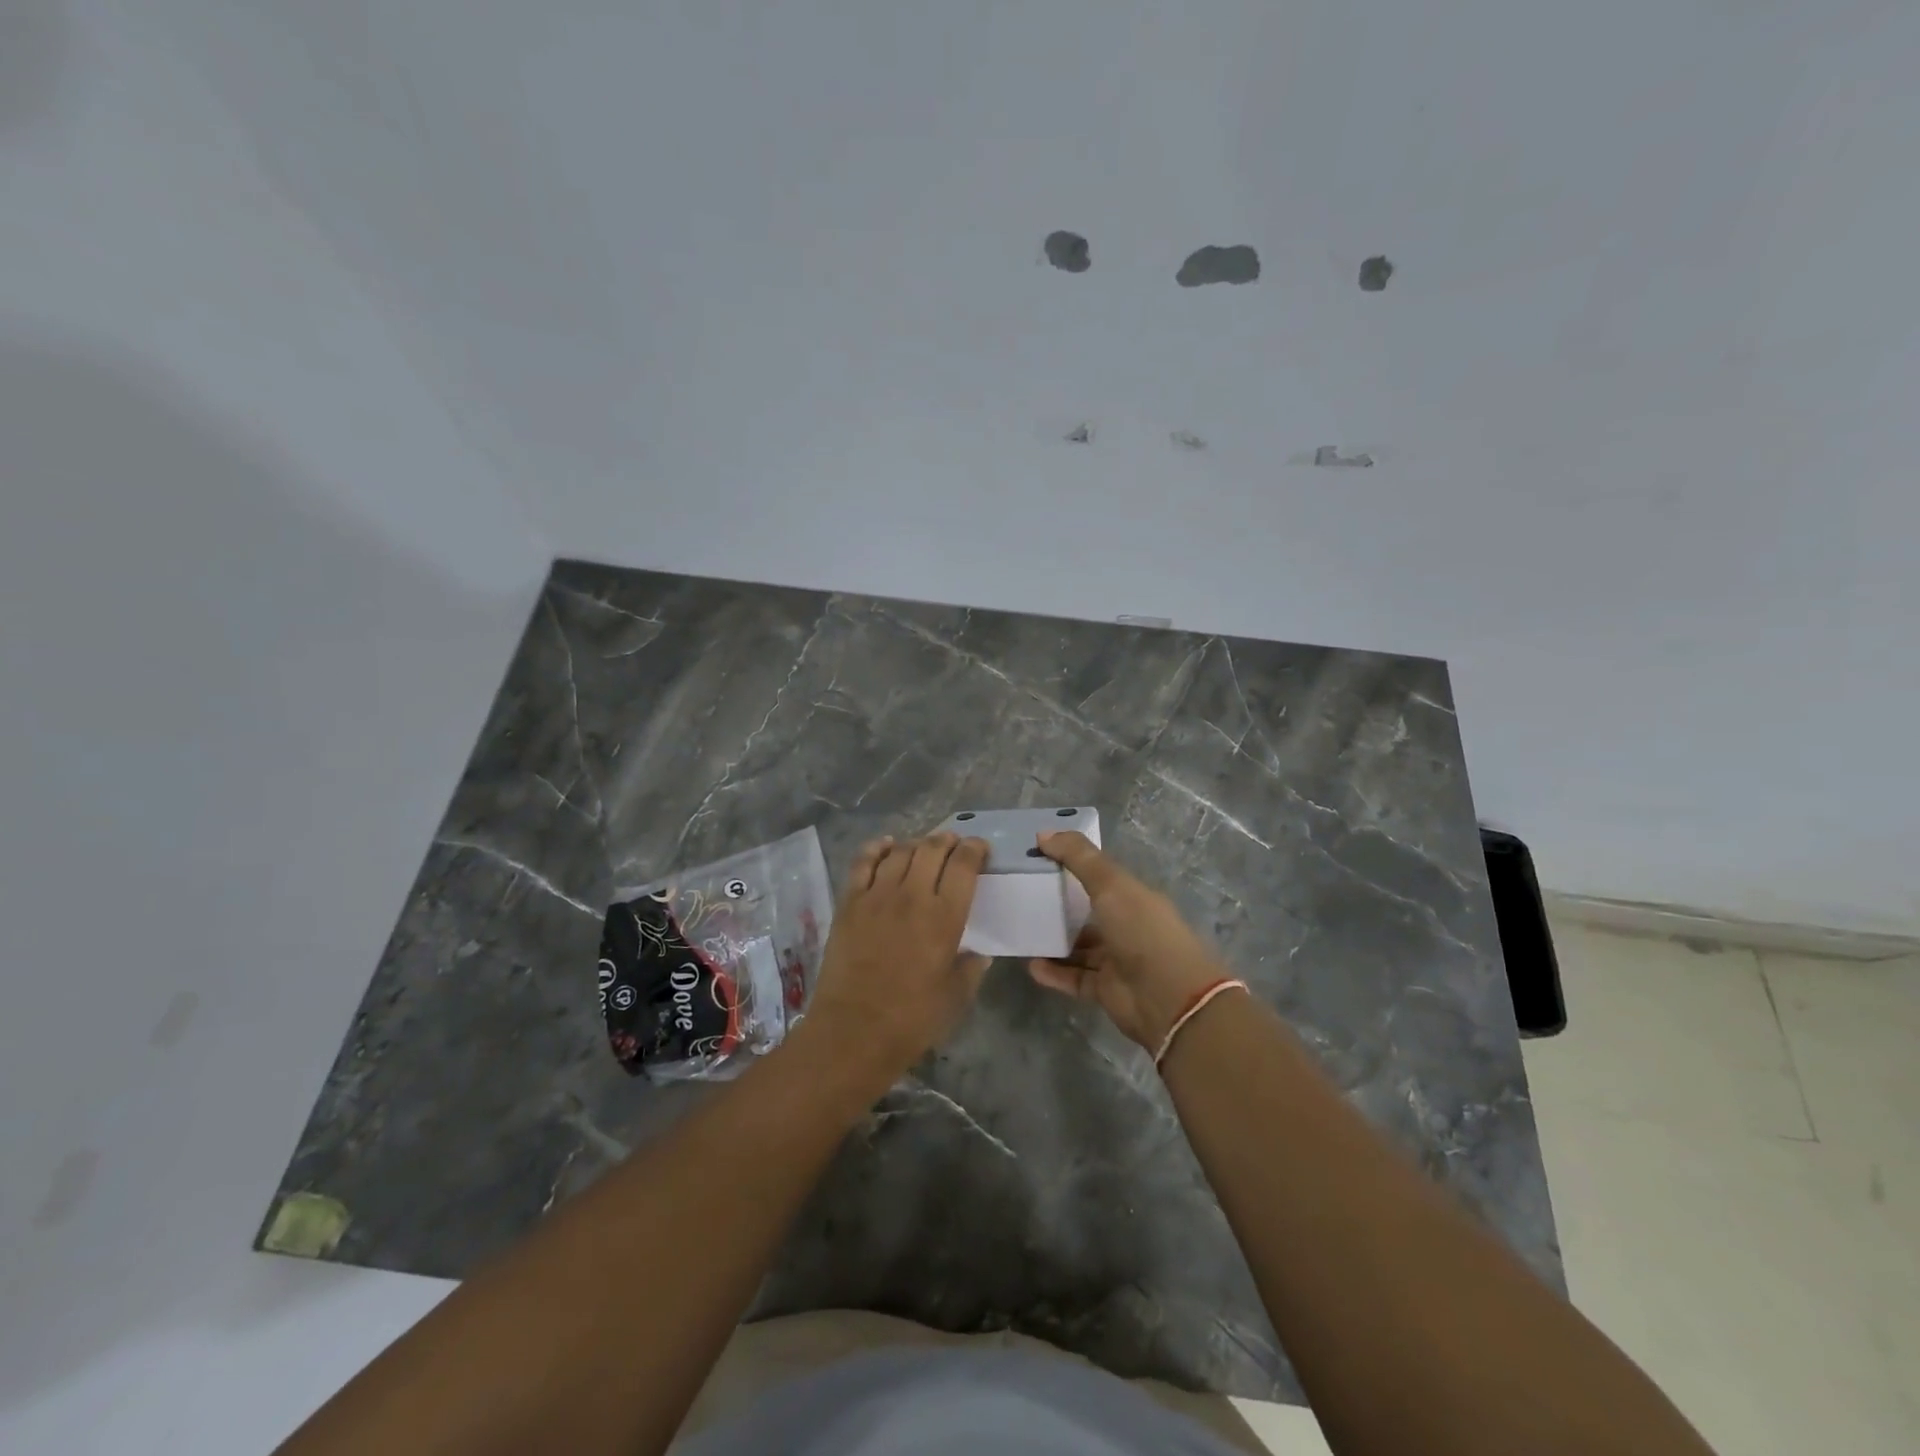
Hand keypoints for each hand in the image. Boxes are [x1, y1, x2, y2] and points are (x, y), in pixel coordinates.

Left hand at [805, 832, 991, 1075]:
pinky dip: (877, 847)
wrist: (853, 1031)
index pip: (964, 865)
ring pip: (900, 851)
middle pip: (932, 849)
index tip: (979, 848)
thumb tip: (979, 954)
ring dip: (917, 843)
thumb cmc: (912, 1019)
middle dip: (947, 840)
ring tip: (923, 848)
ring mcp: (877, 895)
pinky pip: (863, 861)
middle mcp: (913, 895)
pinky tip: (886, 845)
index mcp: (945, 916)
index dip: (975, 850)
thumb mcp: (956, 997)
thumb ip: (971, 969)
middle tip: (954, 844)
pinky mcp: (849, 902)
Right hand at [1028, 831, 1227, 1049]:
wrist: (1168, 998)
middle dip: (1059, 905)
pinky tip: (1031, 966)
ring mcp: (1117, 960)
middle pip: (1088, 913)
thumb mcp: (1110, 884)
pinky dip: (1054, 973)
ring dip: (1054, 942)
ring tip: (1022, 932)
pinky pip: (1075, 978)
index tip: (1038, 858)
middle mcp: (1127, 926)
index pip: (1100, 876)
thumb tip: (1044, 833)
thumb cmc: (1141, 931)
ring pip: (1080, 948)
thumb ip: (1078, 857)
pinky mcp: (1106, 990)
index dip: (1072, 865)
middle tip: (1023, 896)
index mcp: (1134, 897)